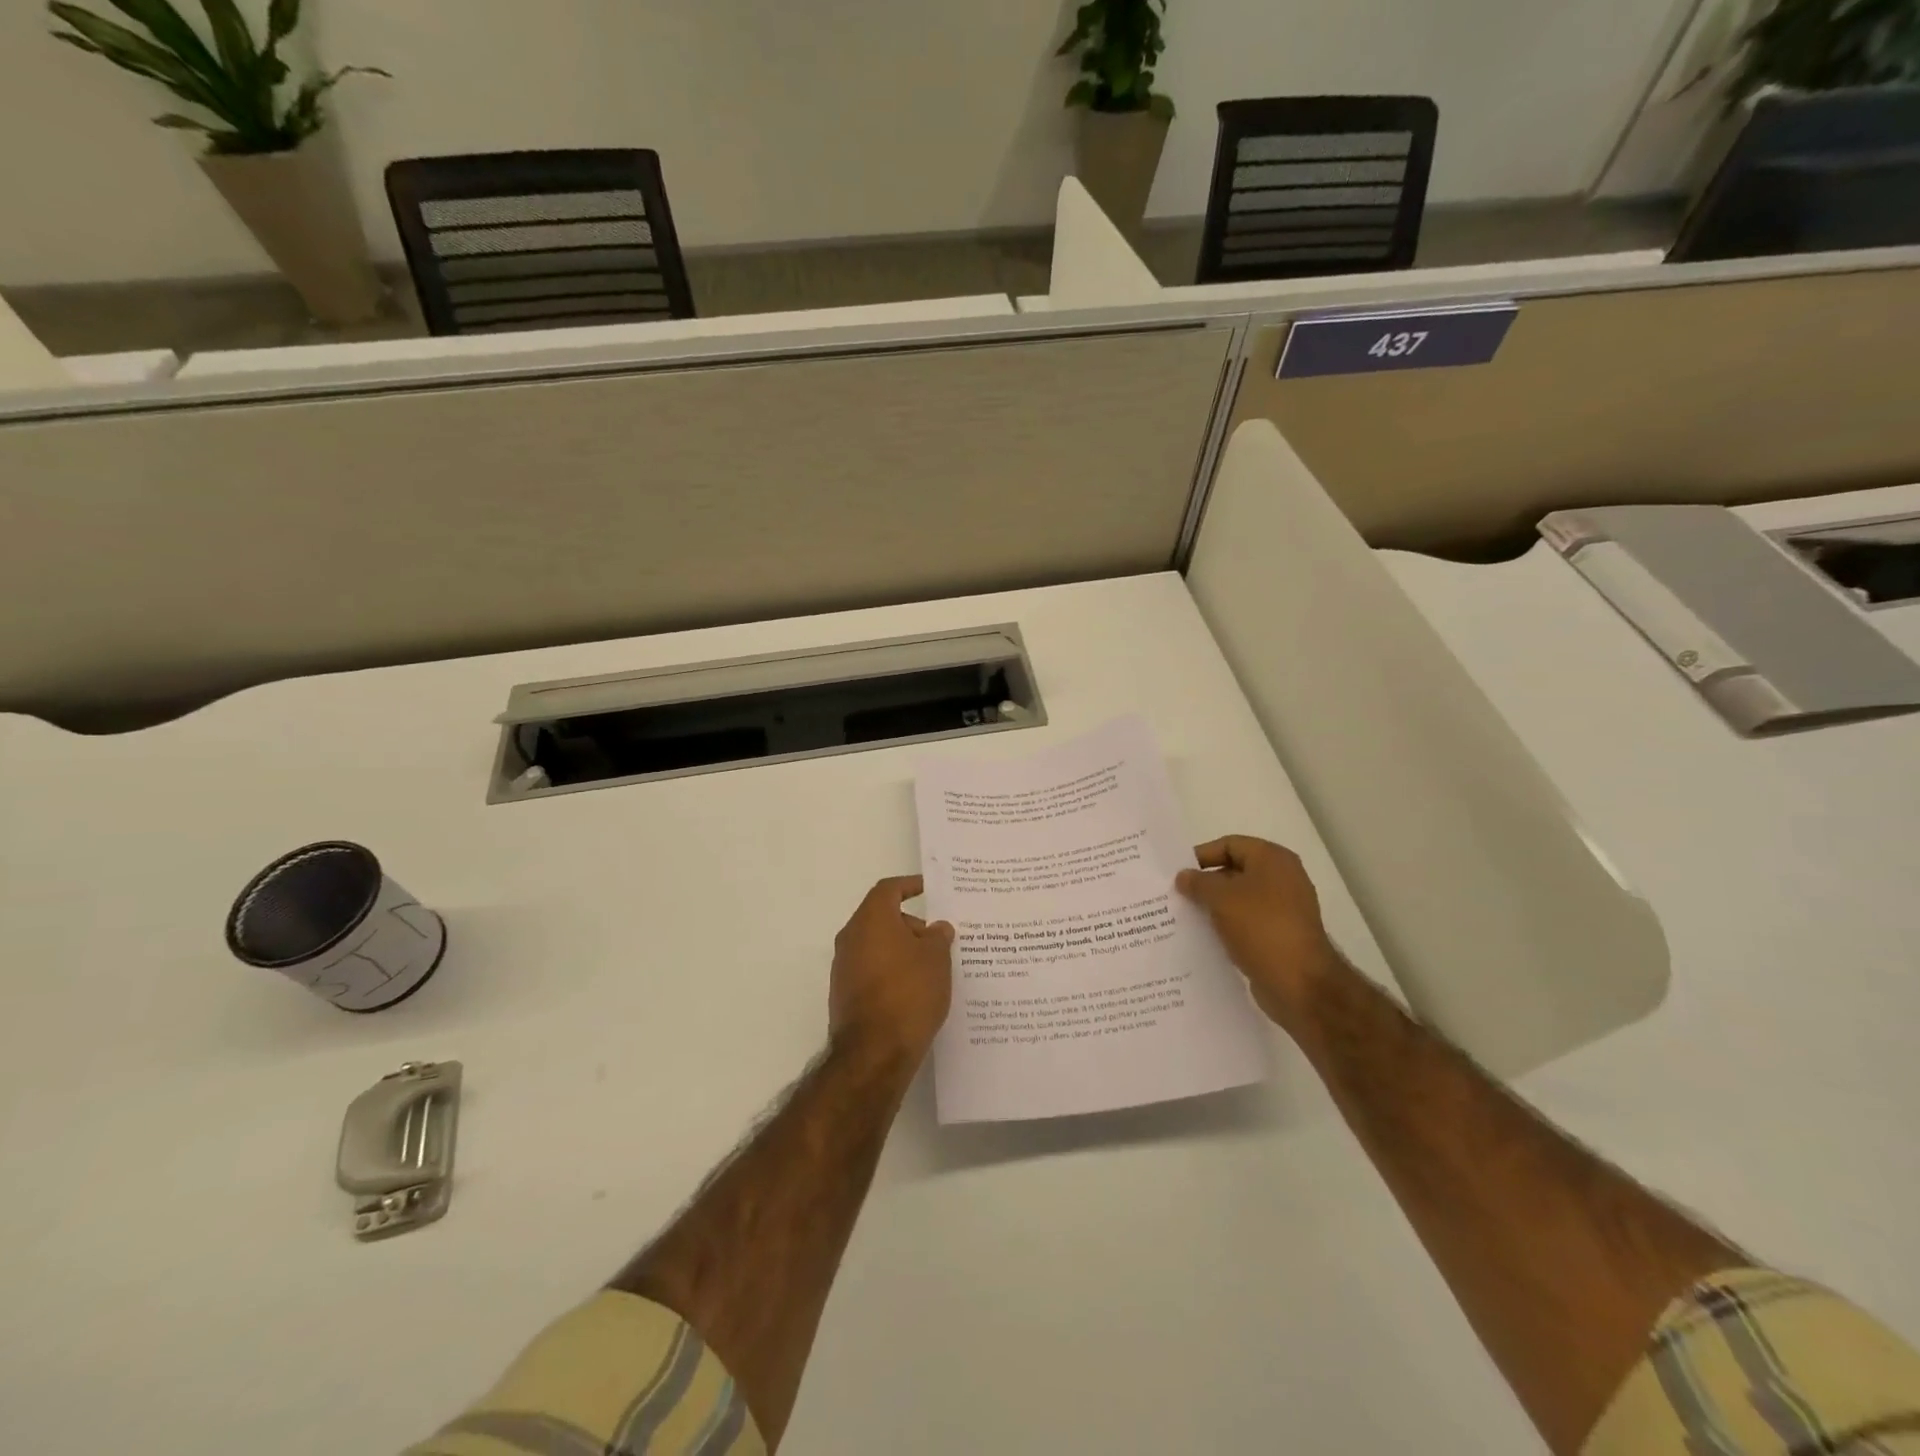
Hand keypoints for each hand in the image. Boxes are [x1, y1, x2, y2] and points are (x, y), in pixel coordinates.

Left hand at [828, 876, 954, 1067]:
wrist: (874, 1052)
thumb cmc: (909, 993)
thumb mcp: (936, 959)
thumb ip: (938, 936)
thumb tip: (936, 928)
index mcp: (871, 919)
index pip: (888, 889)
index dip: (909, 885)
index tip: (929, 889)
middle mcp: (851, 938)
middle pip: (882, 918)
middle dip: (912, 925)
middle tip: (940, 940)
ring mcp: (844, 968)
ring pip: (877, 946)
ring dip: (902, 951)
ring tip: (933, 968)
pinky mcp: (844, 995)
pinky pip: (872, 971)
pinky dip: (892, 972)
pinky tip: (915, 991)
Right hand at [1176, 836, 1345, 1032]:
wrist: (1300, 984)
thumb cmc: (1261, 928)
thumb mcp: (1221, 898)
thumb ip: (1198, 883)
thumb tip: (1184, 876)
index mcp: (1272, 859)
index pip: (1229, 845)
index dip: (1201, 856)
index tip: (1177, 873)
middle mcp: (1282, 878)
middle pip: (1234, 871)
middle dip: (1205, 883)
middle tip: (1176, 895)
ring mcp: (1284, 909)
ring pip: (1239, 899)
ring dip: (1214, 906)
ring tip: (1184, 916)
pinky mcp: (1280, 935)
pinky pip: (1247, 923)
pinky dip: (1227, 926)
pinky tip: (1204, 937)